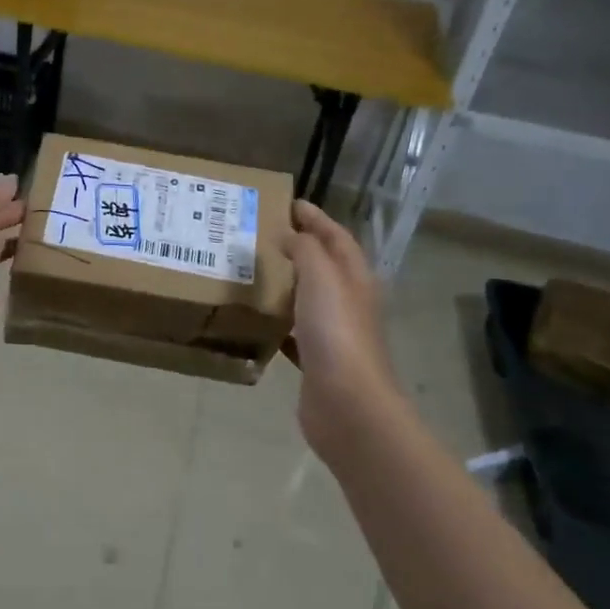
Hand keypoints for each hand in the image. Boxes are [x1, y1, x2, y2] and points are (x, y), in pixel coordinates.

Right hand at [283, 201, 403, 454]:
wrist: (348, 405)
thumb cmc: (336, 333)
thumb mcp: (321, 278)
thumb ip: (306, 250)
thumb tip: (291, 234)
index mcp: (355, 278)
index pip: (337, 238)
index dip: (316, 218)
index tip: (290, 203)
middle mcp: (348, 302)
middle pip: (325, 266)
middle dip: (301, 247)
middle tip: (264, 234)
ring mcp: (334, 334)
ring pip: (309, 299)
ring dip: (287, 283)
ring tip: (254, 271)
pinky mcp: (317, 361)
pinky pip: (295, 332)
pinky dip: (279, 322)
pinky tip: (258, 320)